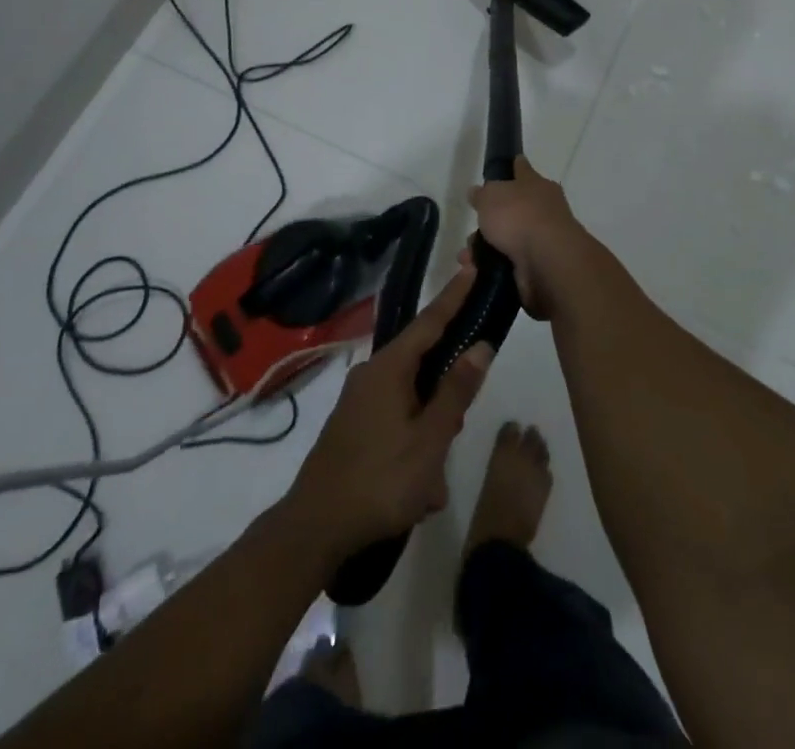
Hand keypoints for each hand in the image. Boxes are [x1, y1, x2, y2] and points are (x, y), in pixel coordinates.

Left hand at [286, 266, 493, 556]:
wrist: (313, 528)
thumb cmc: (379, 481)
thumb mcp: (430, 440)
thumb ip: (456, 391)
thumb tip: (481, 346)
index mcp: (390, 368)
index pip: (430, 321)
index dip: (454, 295)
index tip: (472, 266)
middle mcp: (371, 374)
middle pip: (423, 364)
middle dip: (446, 395)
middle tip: (457, 428)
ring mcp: (358, 400)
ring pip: (412, 401)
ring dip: (430, 434)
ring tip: (431, 483)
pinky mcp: (353, 425)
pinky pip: (396, 422)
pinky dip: (413, 448)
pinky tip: (417, 491)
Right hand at [468, 157, 587, 320]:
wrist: (547, 262)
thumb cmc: (520, 217)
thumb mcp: (491, 196)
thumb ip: (483, 194)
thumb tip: (477, 192)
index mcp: (537, 185)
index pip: (523, 170)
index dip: (513, 167)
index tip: (506, 165)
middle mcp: (543, 210)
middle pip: (512, 210)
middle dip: (489, 221)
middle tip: (472, 229)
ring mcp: (542, 239)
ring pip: (508, 239)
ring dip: (485, 248)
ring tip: (466, 258)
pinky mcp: (539, 267)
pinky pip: (509, 263)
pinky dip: (492, 267)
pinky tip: (476, 271)